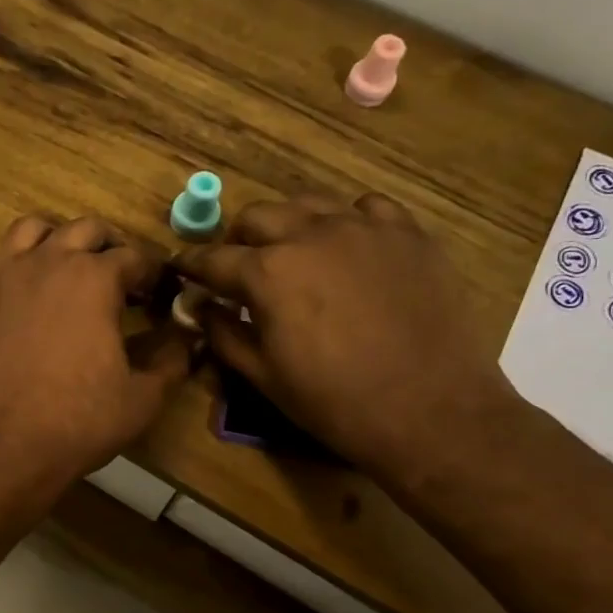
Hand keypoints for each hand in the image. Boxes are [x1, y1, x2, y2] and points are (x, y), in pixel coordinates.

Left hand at [0, 215, 191, 493]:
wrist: (5, 446)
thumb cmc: (80, 421)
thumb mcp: (144, 396)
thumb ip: (173, 358)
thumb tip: (189, 335)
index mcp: (95, 279)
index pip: (134, 257)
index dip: (151, 274)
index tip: (155, 295)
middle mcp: (48, 262)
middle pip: (83, 229)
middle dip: (107, 246)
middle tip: (116, 278)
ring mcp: (2, 277)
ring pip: (28, 230)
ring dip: (52, 240)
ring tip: (62, 267)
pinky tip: (9, 285)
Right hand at [177, 193, 515, 474]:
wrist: (430, 410)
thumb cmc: (334, 401)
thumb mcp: (263, 376)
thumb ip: (224, 333)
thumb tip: (201, 307)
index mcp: (267, 273)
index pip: (213, 259)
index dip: (192, 265)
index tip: (182, 269)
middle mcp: (310, 235)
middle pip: (257, 216)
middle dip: (238, 239)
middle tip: (240, 267)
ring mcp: (363, 228)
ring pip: (308, 202)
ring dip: (288, 224)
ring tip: (292, 251)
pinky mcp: (407, 233)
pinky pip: (366, 207)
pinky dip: (346, 221)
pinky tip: (349, 247)